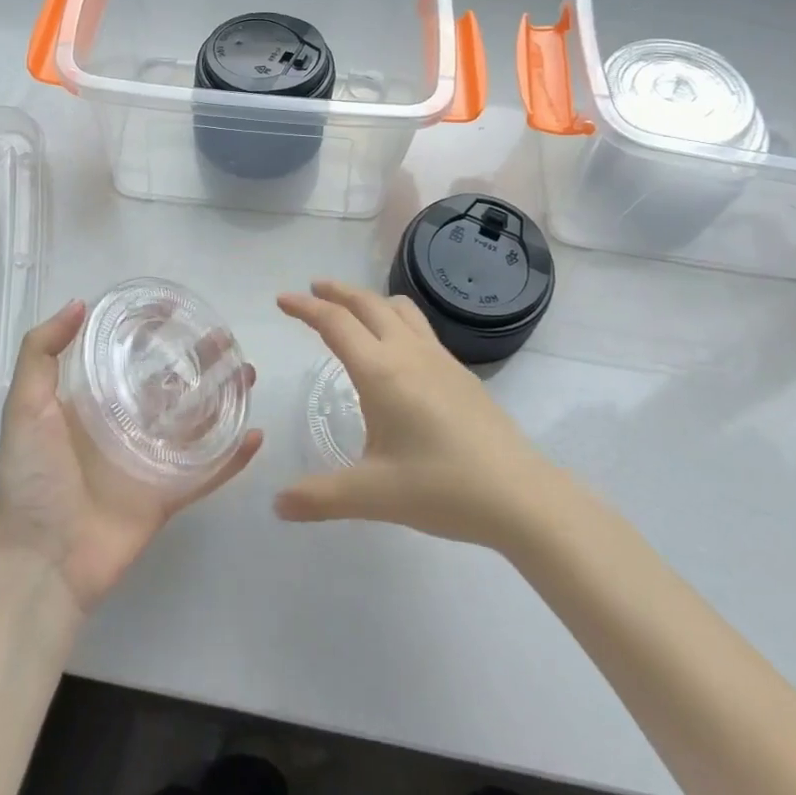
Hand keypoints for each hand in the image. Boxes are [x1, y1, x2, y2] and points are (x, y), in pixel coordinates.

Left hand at [0, 300, 263, 617]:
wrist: (42, 562)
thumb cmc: (31, 480)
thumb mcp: (25, 408)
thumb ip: (40, 354)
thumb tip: (78, 304)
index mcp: (93, 404)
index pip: (130, 358)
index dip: (153, 333)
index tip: (177, 309)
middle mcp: (126, 426)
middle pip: (172, 385)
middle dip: (199, 361)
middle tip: (226, 340)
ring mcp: (151, 461)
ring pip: (197, 422)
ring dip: (223, 398)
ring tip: (247, 373)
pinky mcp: (168, 495)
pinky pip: (208, 472)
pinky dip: (233, 456)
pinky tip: (256, 433)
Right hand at [275, 281, 558, 548]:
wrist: (519, 494)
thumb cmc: (441, 488)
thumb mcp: (373, 495)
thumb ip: (320, 497)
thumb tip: (277, 504)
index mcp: (381, 372)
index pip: (335, 324)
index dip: (305, 308)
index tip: (282, 299)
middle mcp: (409, 353)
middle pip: (367, 303)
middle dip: (336, 292)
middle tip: (313, 290)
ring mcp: (439, 358)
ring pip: (399, 309)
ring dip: (370, 300)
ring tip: (353, 311)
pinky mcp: (460, 372)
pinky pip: (419, 327)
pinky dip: (395, 319)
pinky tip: (396, 351)